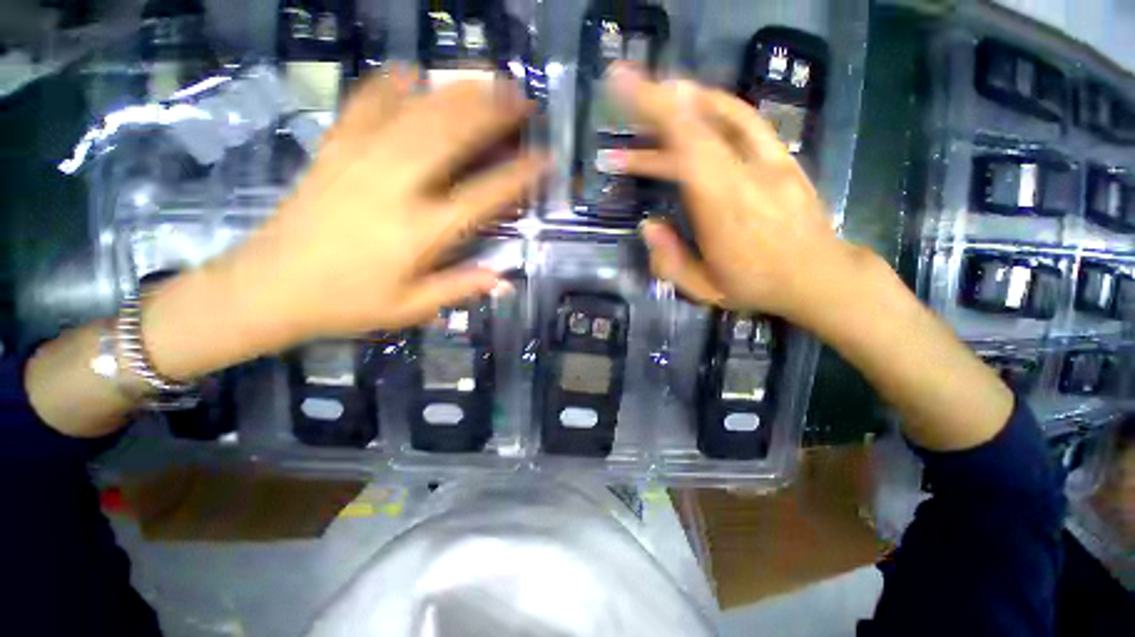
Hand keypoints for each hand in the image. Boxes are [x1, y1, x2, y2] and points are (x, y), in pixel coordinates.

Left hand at [226, 68, 545, 341]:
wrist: (266, 289)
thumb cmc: (345, 304)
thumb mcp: (410, 309)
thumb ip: (459, 289)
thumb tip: (503, 281)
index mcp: (420, 231)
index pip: (484, 195)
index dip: (519, 175)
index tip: (545, 158)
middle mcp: (395, 187)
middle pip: (450, 136)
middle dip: (490, 112)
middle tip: (520, 98)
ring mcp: (359, 162)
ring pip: (414, 113)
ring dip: (454, 92)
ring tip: (484, 79)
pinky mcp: (332, 152)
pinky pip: (362, 107)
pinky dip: (388, 86)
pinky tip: (410, 74)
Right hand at [607, 63, 867, 328]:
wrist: (819, 276)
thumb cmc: (756, 285)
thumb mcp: (704, 289)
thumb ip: (670, 261)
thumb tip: (648, 225)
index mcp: (723, 210)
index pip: (686, 150)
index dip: (655, 113)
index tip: (623, 84)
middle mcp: (747, 176)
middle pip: (699, 125)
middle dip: (657, 101)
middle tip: (624, 90)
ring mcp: (770, 162)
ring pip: (725, 114)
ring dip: (686, 101)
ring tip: (655, 99)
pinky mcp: (783, 158)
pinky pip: (748, 122)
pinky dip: (718, 108)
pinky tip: (697, 108)